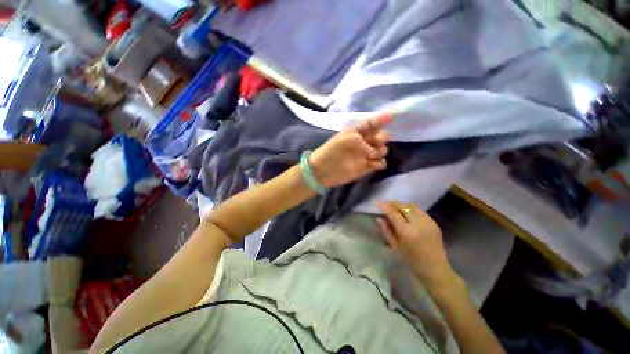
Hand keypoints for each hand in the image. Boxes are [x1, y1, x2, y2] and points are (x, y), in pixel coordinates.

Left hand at [309, 113, 391, 187]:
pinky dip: (380, 163)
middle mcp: (363, 143)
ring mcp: (365, 156)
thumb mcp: (347, 138)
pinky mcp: (366, 167)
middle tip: (375, 143)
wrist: (323, 170)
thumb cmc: (332, 150)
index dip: (381, 119)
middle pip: (381, 137)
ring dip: (381, 151)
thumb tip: (373, 152)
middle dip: (382, 138)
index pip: (372, 124)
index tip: (391, 116)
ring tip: (371, 155)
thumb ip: (364, 141)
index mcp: (357, 132)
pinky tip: (373, 164)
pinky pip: (380, 163)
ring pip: (383, 150)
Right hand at [377, 201, 457, 286]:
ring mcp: (428, 222)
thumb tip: (378, 218)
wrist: (436, 270)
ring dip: (402, 205)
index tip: (378, 202)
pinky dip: (411, 209)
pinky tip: (407, 214)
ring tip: (395, 208)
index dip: (385, 206)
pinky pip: (420, 211)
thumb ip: (386, 230)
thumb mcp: (395, 247)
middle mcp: (418, 224)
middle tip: (386, 204)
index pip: (394, 213)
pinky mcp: (434, 223)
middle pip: (403, 206)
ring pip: (412, 206)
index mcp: (407, 232)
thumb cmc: (412, 261)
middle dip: (393, 203)